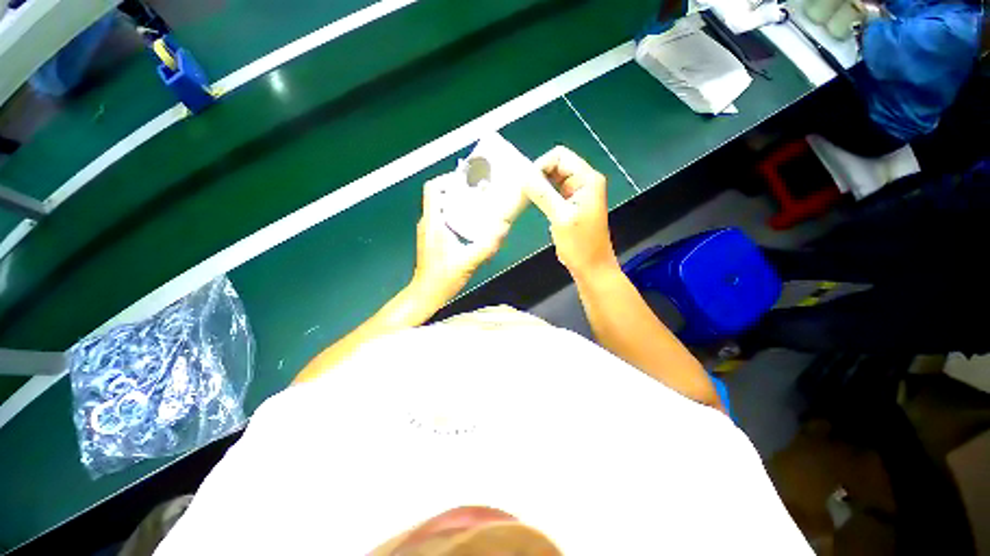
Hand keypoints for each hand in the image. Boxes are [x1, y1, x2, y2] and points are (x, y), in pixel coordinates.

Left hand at [411, 176, 509, 308]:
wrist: (427, 293)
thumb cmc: (443, 278)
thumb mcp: (468, 261)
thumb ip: (487, 246)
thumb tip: (503, 228)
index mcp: (433, 223)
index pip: (433, 189)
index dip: (448, 179)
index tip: (467, 181)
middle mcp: (428, 222)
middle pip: (439, 195)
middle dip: (458, 189)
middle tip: (478, 192)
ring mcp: (428, 230)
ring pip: (441, 206)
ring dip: (457, 202)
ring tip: (477, 205)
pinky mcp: (431, 238)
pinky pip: (442, 217)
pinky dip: (455, 214)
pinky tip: (470, 223)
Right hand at [524, 146, 618, 276]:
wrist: (591, 267)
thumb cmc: (580, 245)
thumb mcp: (561, 217)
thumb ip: (543, 194)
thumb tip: (523, 175)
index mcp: (587, 179)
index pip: (559, 156)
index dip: (540, 166)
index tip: (525, 184)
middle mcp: (583, 181)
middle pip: (556, 165)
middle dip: (537, 175)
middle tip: (521, 191)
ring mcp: (577, 193)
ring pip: (553, 178)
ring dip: (538, 185)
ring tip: (523, 196)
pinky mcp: (570, 204)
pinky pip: (553, 191)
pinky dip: (542, 194)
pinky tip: (531, 202)